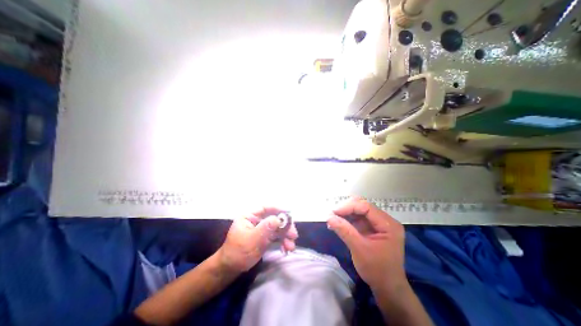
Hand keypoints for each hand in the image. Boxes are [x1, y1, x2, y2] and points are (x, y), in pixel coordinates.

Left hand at [218, 208, 299, 273]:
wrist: (230, 270)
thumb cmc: (238, 252)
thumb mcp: (252, 240)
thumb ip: (265, 228)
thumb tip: (279, 219)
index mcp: (249, 216)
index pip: (265, 208)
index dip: (278, 209)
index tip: (289, 214)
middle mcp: (256, 220)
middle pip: (274, 218)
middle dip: (285, 227)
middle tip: (294, 235)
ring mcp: (261, 229)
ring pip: (277, 228)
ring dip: (285, 236)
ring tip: (291, 247)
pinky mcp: (265, 237)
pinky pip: (276, 236)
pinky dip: (282, 242)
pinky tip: (286, 249)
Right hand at [329, 197, 404, 291]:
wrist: (387, 288)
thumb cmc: (377, 270)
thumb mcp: (359, 249)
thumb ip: (345, 231)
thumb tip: (329, 217)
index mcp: (388, 224)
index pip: (366, 207)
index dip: (349, 207)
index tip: (333, 212)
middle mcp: (385, 220)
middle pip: (362, 206)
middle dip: (346, 209)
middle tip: (332, 215)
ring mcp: (379, 224)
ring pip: (359, 211)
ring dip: (345, 214)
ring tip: (332, 219)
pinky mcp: (372, 228)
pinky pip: (358, 219)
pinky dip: (347, 220)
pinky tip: (338, 224)